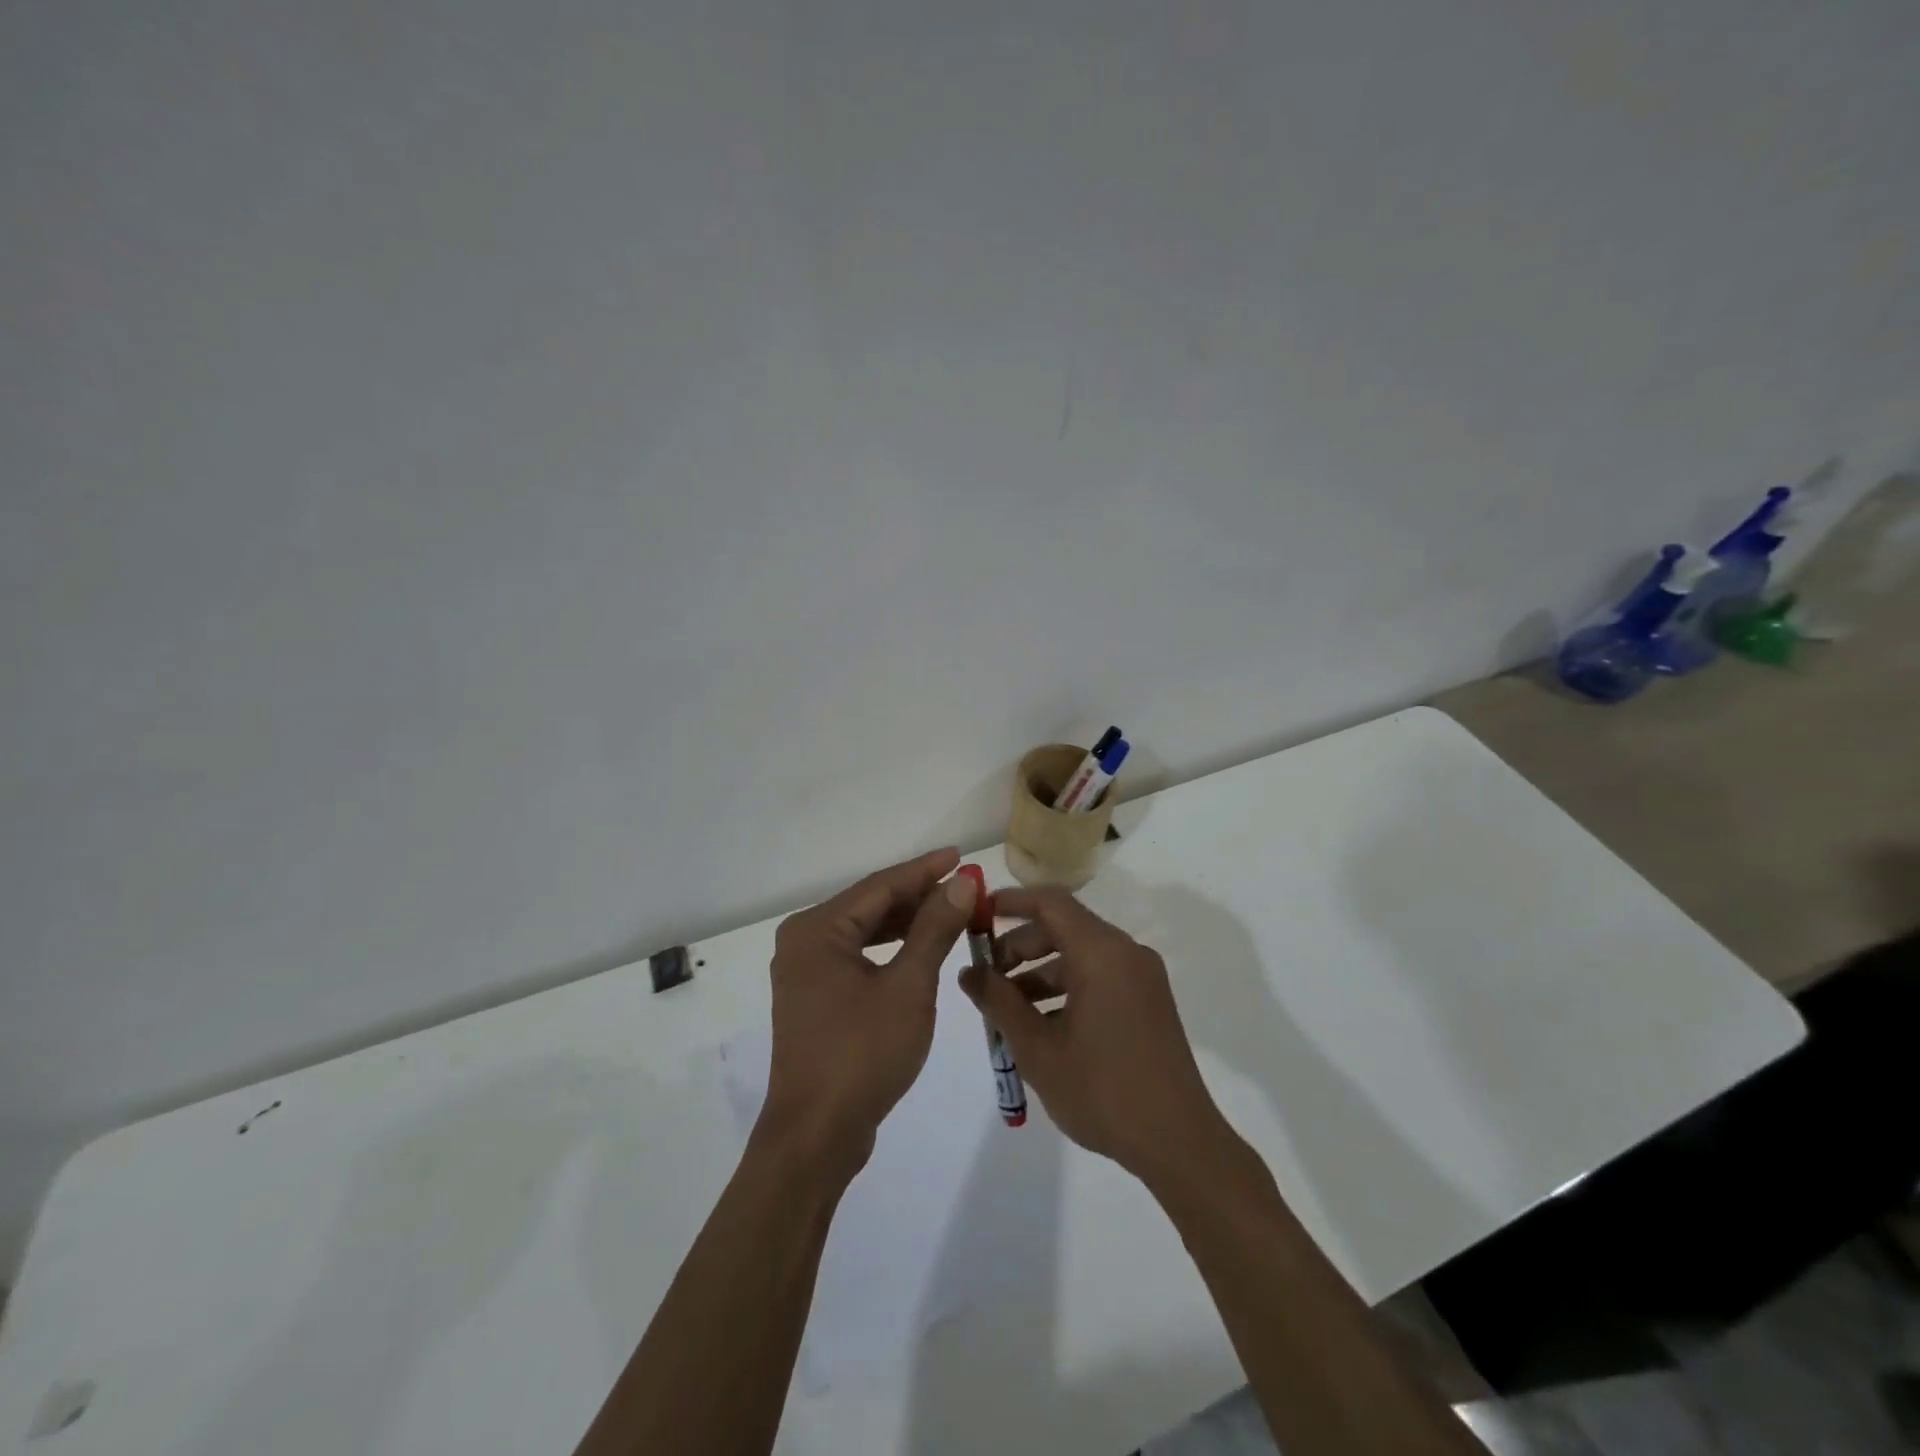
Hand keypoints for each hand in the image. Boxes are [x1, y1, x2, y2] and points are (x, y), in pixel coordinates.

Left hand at [760, 848, 977, 1172]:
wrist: (817, 1136)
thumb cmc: (863, 1054)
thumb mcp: (909, 986)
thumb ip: (935, 929)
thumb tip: (962, 882)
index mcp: (818, 930)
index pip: (881, 886)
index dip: (925, 871)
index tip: (961, 857)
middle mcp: (804, 941)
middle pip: (871, 906)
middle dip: (919, 897)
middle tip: (965, 888)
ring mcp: (806, 971)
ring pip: (865, 932)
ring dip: (908, 923)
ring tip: (952, 913)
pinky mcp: (815, 997)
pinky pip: (858, 957)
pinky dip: (891, 950)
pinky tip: (921, 949)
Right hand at [962, 887, 1237, 1185]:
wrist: (1178, 1143)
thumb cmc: (1102, 1091)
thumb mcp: (1038, 1049)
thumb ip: (999, 1003)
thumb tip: (968, 973)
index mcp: (1101, 953)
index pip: (1050, 902)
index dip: (1011, 902)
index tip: (978, 916)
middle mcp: (1126, 953)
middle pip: (1063, 927)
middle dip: (1020, 946)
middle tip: (986, 976)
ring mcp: (1141, 977)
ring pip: (1080, 955)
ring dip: (1040, 972)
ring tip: (1007, 1009)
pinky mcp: (1148, 1000)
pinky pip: (1099, 976)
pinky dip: (1066, 988)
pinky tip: (1042, 1025)